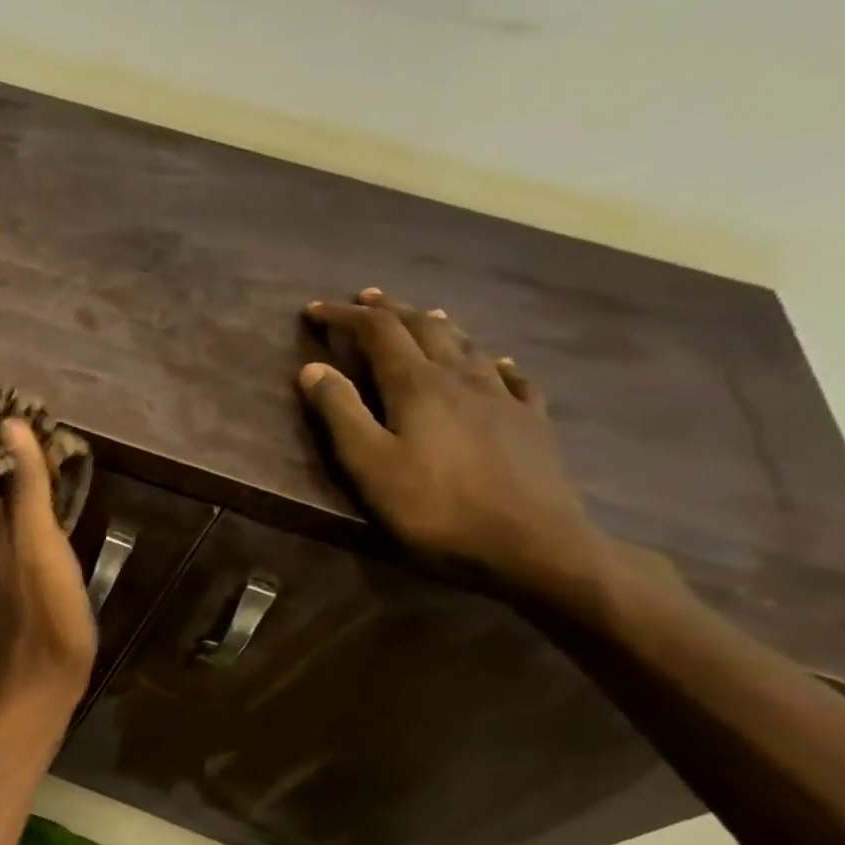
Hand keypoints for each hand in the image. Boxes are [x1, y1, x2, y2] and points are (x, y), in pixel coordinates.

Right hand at [299, 288, 610, 603]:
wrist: (531, 544)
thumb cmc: (434, 508)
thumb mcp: (368, 465)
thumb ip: (340, 413)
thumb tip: (312, 368)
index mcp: (418, 386)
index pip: (378, 334)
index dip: (345, 318)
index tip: (315, 310)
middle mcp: (462, 378)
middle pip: (425, 329)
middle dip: (390, 311)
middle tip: (366, 300)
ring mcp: (502, 398)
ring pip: (466, 346)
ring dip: (437, 326)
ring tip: (423, 315)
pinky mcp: (530, 422)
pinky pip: (511, 378)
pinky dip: (491, 362)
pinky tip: (494, 364)